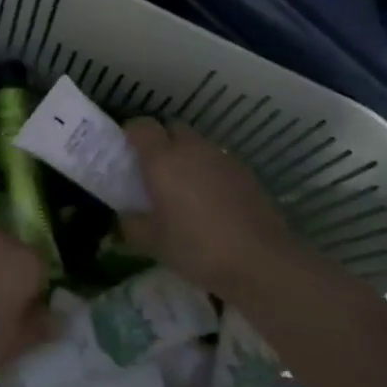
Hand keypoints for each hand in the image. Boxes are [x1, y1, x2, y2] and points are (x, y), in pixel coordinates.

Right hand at [121, 118, 295, 301]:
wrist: (261, 261)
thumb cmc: (198, 249)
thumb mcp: (153, 243)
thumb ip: (132, 225)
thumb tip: (125, 215)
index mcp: (163, 159)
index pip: (141, 126)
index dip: (131, 134)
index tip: (126, 153)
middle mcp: (191, 148)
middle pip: (171, 128)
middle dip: (161, 142)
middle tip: (155, 172)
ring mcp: (222, 157)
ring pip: (197, 144)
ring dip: (187, 157)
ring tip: (185, 189)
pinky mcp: (245, 170)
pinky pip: (218, 161)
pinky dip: (209, 172)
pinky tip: (212, 202)